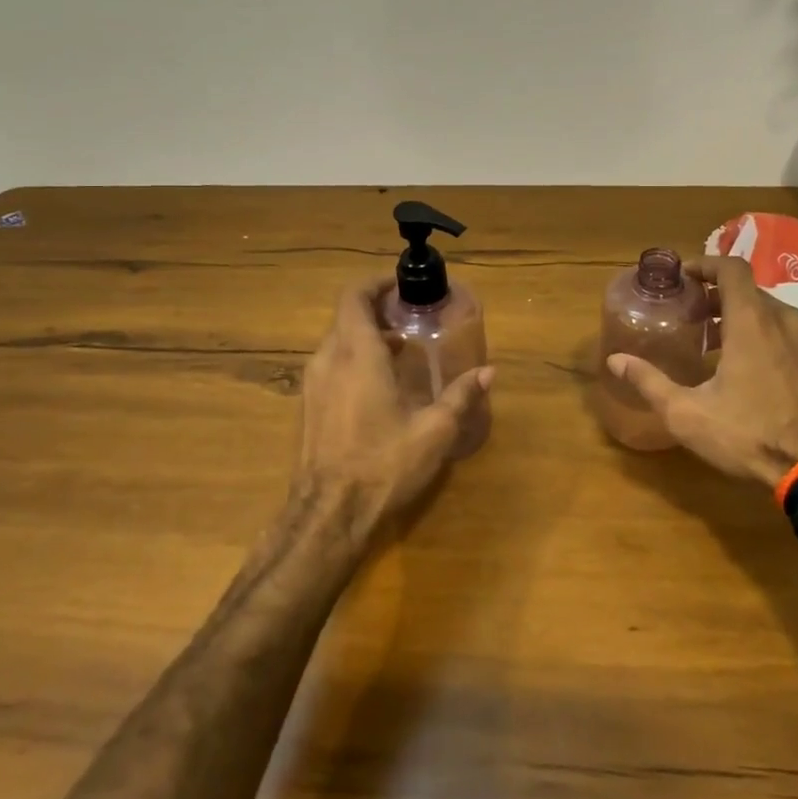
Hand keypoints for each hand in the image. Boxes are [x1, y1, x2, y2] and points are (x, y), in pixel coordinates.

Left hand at [295, 279, 492, 543]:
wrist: (328, 515)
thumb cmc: (383, 464)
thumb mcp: (434, 431)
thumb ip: (460, 396)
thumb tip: (488, 372)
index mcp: (357, 354)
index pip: (354, 296)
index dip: (376, 283)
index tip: (402, 286)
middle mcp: (328, 359)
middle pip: (347, 316)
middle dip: (378, 310)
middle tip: (412, 318)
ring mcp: (313, 384)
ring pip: (338, 341)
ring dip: (367, 336)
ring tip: (402, 350)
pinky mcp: (308, 406)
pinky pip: (331, 364)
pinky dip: (355, 358)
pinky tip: (381, 384)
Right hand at [606, 255, 797, 488]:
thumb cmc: (749, 436)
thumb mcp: (687, 414)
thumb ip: (649, 381)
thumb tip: (616, 360)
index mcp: (752, 321)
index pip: (731, 268)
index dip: (706, 264)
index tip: (686, 277)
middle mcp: (788, 320)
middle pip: (750, 293)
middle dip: (720, 300)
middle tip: (696, 321)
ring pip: (776, 315)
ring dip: (747, 322)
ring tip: (725, 350)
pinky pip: (797, 339)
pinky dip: (774, 342)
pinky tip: (762, 375)